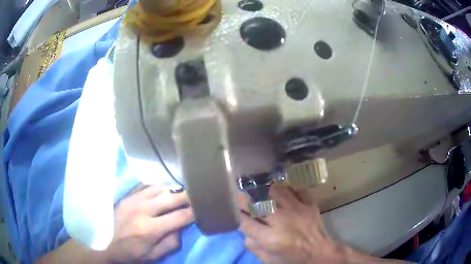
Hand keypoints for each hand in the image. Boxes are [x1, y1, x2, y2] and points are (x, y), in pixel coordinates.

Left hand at [104, 185, 193, 262]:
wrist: (111, 247)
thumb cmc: (136, 254)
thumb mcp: (157, 255)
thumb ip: (173, 240)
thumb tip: (182, 224)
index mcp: (151, 229)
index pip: (180, 216)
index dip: (195, 212)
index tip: (203, 209)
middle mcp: (142, 210)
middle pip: (171, 197)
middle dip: (187, 197)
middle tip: (196, 197)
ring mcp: (133, 200)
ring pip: (159, 188)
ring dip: (172, 191)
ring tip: (178, 195)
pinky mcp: (127, 197)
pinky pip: (146, 186)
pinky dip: (157, 189)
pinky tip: (161, 194)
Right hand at [238, 184, 393, 263]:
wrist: (320, 254)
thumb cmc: (292, 260)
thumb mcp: (269, 260)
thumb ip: (253, 246)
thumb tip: (244, 229)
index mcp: (272, 239)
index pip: (247, 222)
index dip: (240, 214)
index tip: (236, 208)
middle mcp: (284, 221)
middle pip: (260, 202)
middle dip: (248, 197)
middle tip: (243, 193)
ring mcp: (299, 210)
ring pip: (278, 191)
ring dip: (266, 189)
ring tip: (261, 189)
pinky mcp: (310, 205)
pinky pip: (297, 190)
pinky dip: (289, 189)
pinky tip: (284, 192)